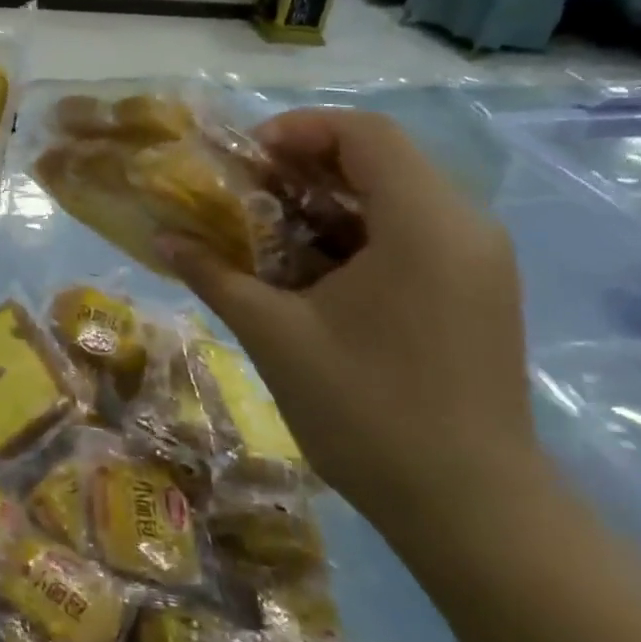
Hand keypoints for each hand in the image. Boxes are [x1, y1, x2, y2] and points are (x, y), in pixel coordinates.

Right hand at [162, 109, 541, 537]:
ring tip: (268, 231)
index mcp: (424, 224)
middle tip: (246, 194)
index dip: (297, 130)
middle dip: (304, 167)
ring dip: (326, 202)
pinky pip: (411, 234)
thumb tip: (162, 238)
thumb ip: (215, 275)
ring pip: (394, 197)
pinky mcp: (476, 291)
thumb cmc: (368, 412)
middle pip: (380, 159)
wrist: (471, 511)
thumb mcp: (275, 335)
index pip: (364, 132)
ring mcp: (477, 261)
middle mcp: (463, 227)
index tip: (246, 161)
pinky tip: (310, 271)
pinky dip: (355, 235)